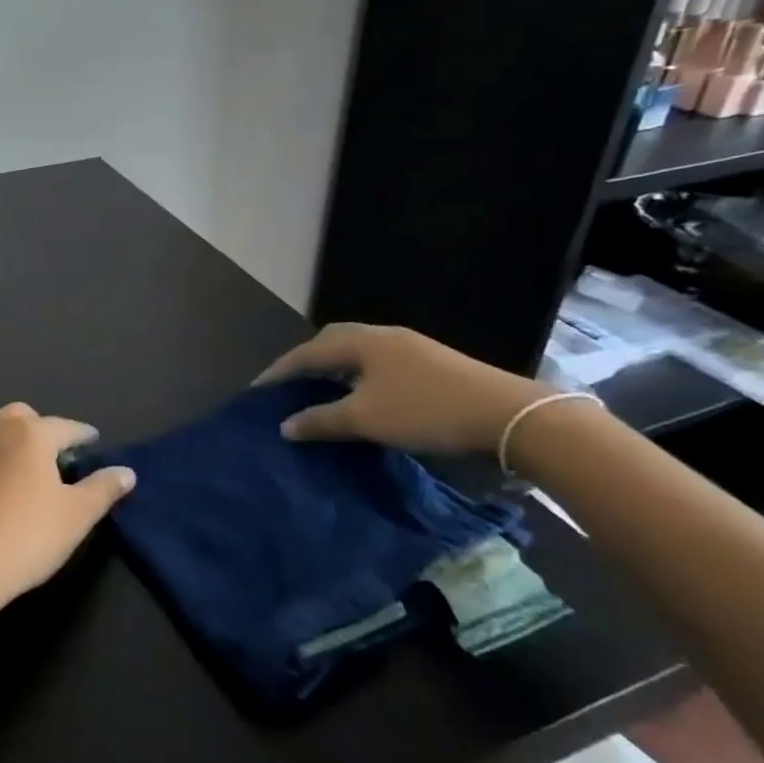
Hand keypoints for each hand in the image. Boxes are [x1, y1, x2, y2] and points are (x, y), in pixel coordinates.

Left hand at [0, 404, 136, 628]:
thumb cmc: (24, 539)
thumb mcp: (75, 517)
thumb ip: (103, 489)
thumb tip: (127, 472)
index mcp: (30, 434)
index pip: (66, 426)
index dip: (84, 434)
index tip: (93, 442)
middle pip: (25, 418)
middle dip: (44, 430)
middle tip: (59, 458)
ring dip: (15, 442)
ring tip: (30, 472)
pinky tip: (0, 488)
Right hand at [256, 323, 550, 455]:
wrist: (506, 415)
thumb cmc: (425, 411)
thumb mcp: (366, 419)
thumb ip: (321, 420)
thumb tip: (284, 426)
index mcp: (362, 342)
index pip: (308, 352)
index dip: (280, 371)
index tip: (257, 389)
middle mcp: (383, 336)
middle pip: (332, 341)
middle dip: (307, 361)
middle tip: (288, 384)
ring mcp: (410, 348)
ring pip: (358, 353)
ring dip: (334, 369)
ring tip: (319, 391)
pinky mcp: (431, 363)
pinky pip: (378, 363)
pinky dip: (358, 376)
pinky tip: (361, 397)